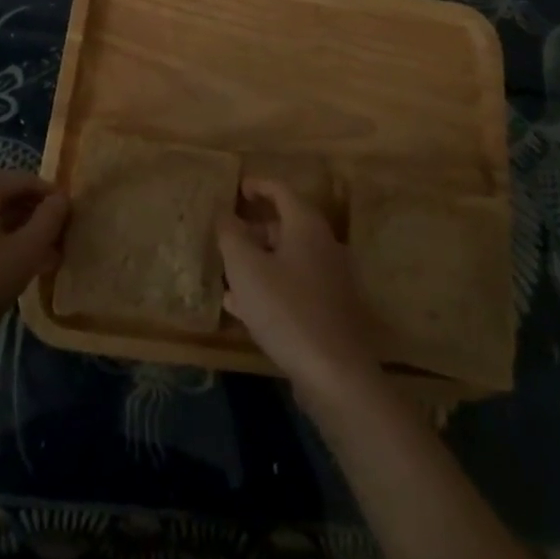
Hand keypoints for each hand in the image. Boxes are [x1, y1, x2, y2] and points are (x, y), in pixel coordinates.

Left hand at [0, 169, 67, 358]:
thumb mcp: (23, 254)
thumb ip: (49, 221)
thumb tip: (61, 199)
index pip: (28, 181)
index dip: (54, 203)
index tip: (70, 229)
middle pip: (4, 198)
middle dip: (32, 222)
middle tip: (53, 252)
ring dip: (10, 236)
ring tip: (29, 267)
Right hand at [218, 177, 381, 404]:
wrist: (335, 372)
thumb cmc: (286, 309)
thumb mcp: (246, 269)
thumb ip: (231, 236)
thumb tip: (225, 214)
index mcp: (306, 226)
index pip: (281, 191)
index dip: (258, 186)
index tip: (238, 188)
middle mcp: (324, 245)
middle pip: (286, 225)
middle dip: (255, 229)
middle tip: (228, 236)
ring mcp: (331, 278)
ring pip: (288, 258)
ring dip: (259, 261)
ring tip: (229, 274)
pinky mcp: (330, 309)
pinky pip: (295, 286)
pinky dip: (270, 286)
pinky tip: (244, 307)